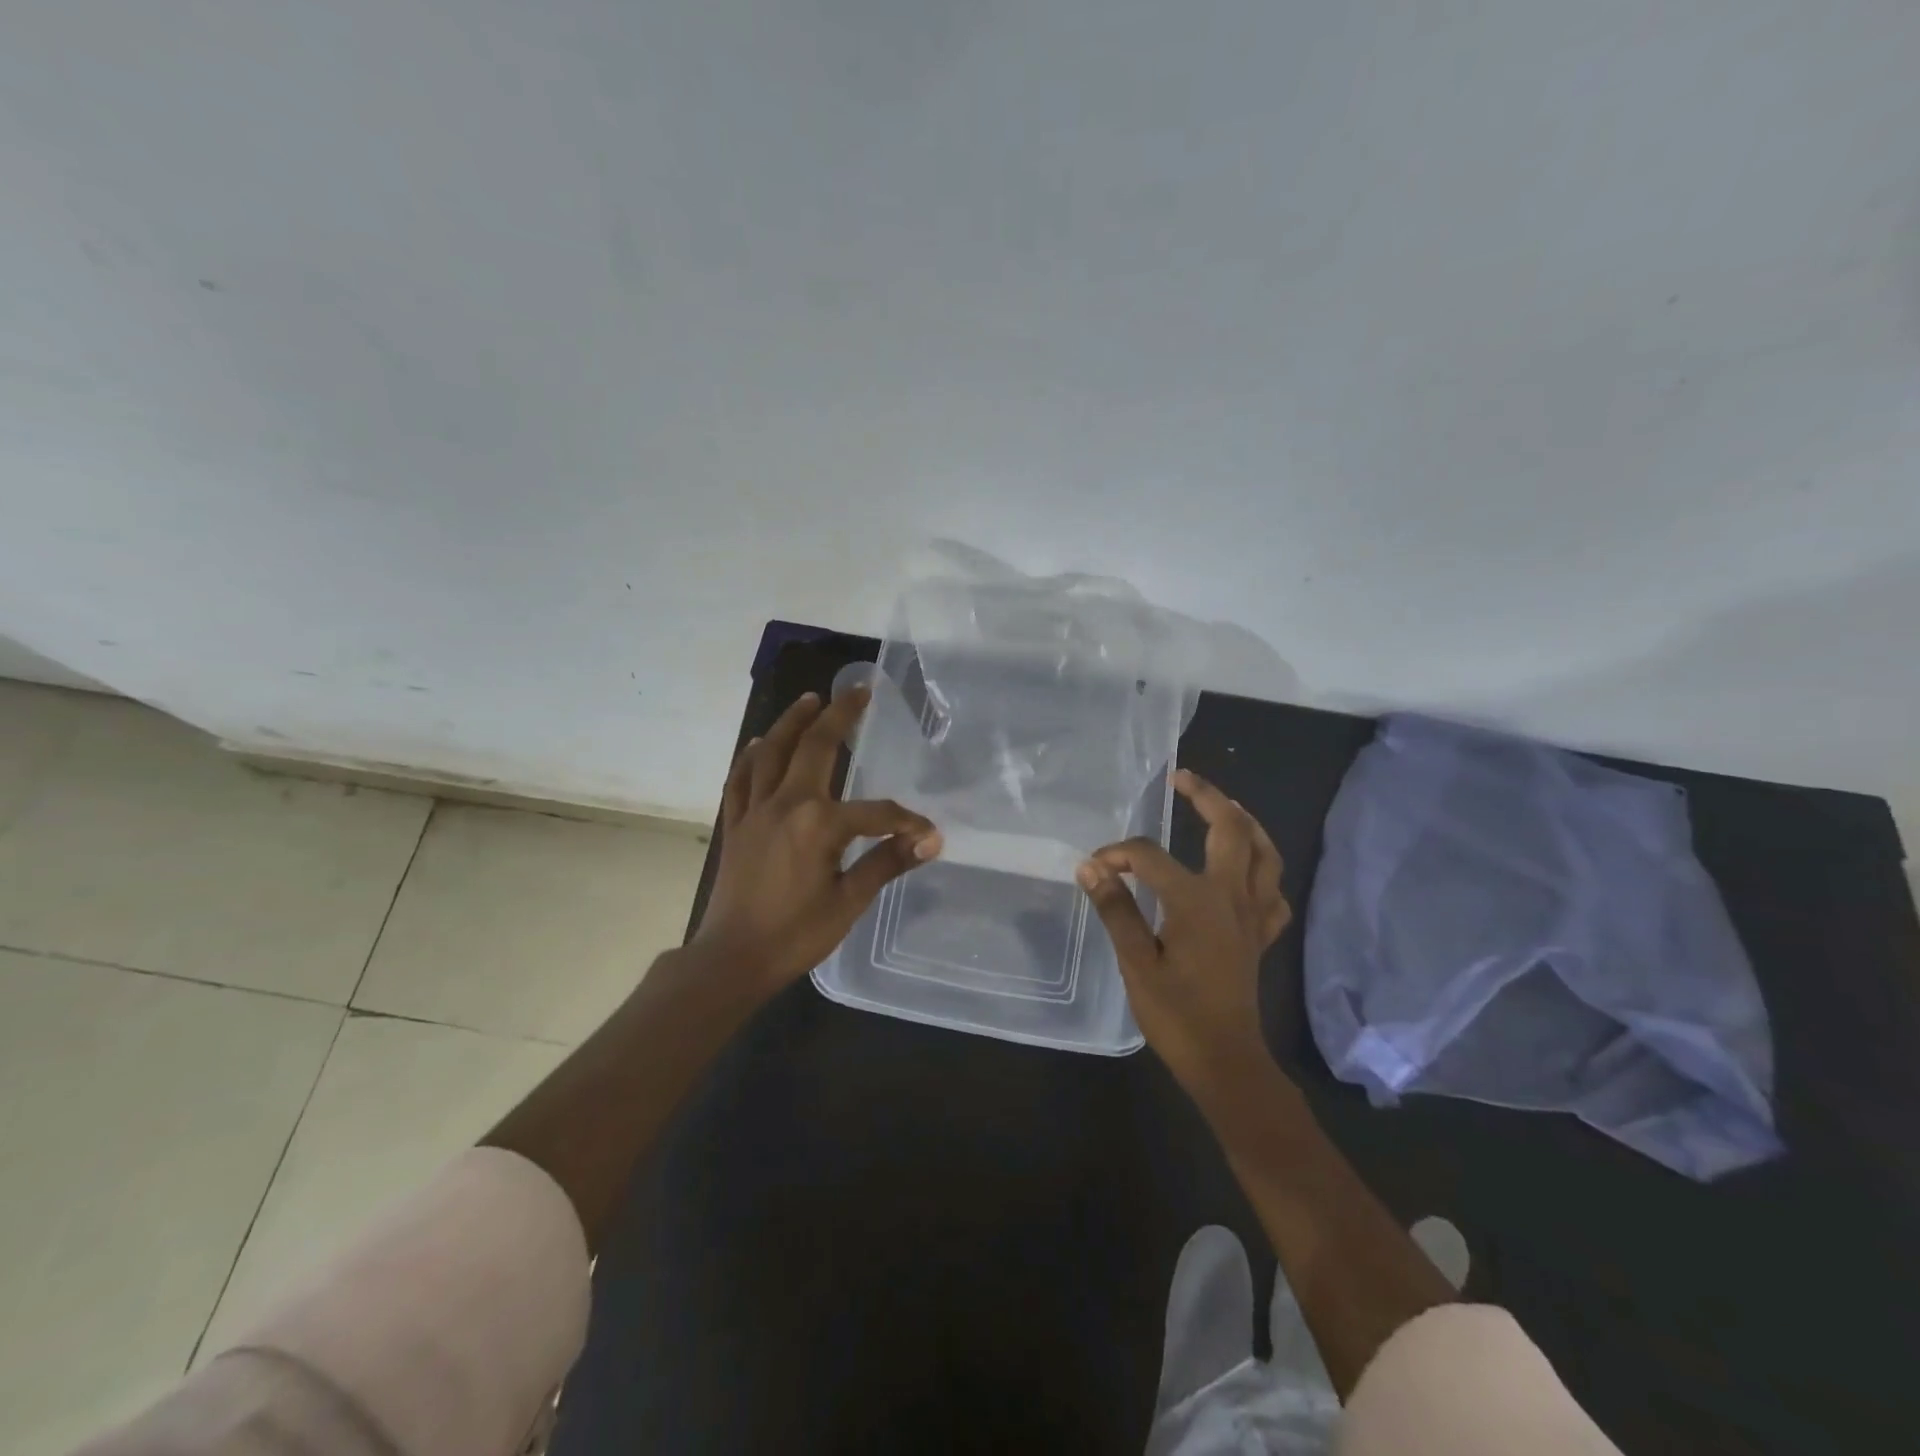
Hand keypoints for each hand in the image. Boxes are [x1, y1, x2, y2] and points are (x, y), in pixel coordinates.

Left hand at [691, 686, 942, 997]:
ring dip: (792, 722)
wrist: (732, 959)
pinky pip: (741, 779)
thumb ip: (886, 863)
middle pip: (815, 747)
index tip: (926, 834)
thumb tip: (930, 841)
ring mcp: (755, 810)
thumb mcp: (849, 902)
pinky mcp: (736, 824)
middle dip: (839, 716)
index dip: (905, 821)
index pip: (876, 812)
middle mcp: (786, 803)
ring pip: (772, 752)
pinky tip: (760, 743)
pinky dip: (752, 757)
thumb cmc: (795, 935)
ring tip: (809, 699)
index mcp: (819, 824)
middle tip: (858, 692)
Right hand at [1076, 769, 1290, 1093]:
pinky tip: (1248, 868)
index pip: (1149, 856)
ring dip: (1246, 822)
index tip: (1093, 868)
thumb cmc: (1177, 1015)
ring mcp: (1253, 914)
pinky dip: (1263, 868)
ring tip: (1225, 805)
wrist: (1226, 1062)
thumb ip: (1116, 909)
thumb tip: (1090, 867)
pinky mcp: (1261, 934)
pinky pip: (1273, 890)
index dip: (1117, 855)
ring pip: (1264, 853)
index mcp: (1197, 900)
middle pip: (1231, 829)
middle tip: (1182, 778)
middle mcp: (1232, 896)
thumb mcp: (1136, 962)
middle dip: (1207, 797)